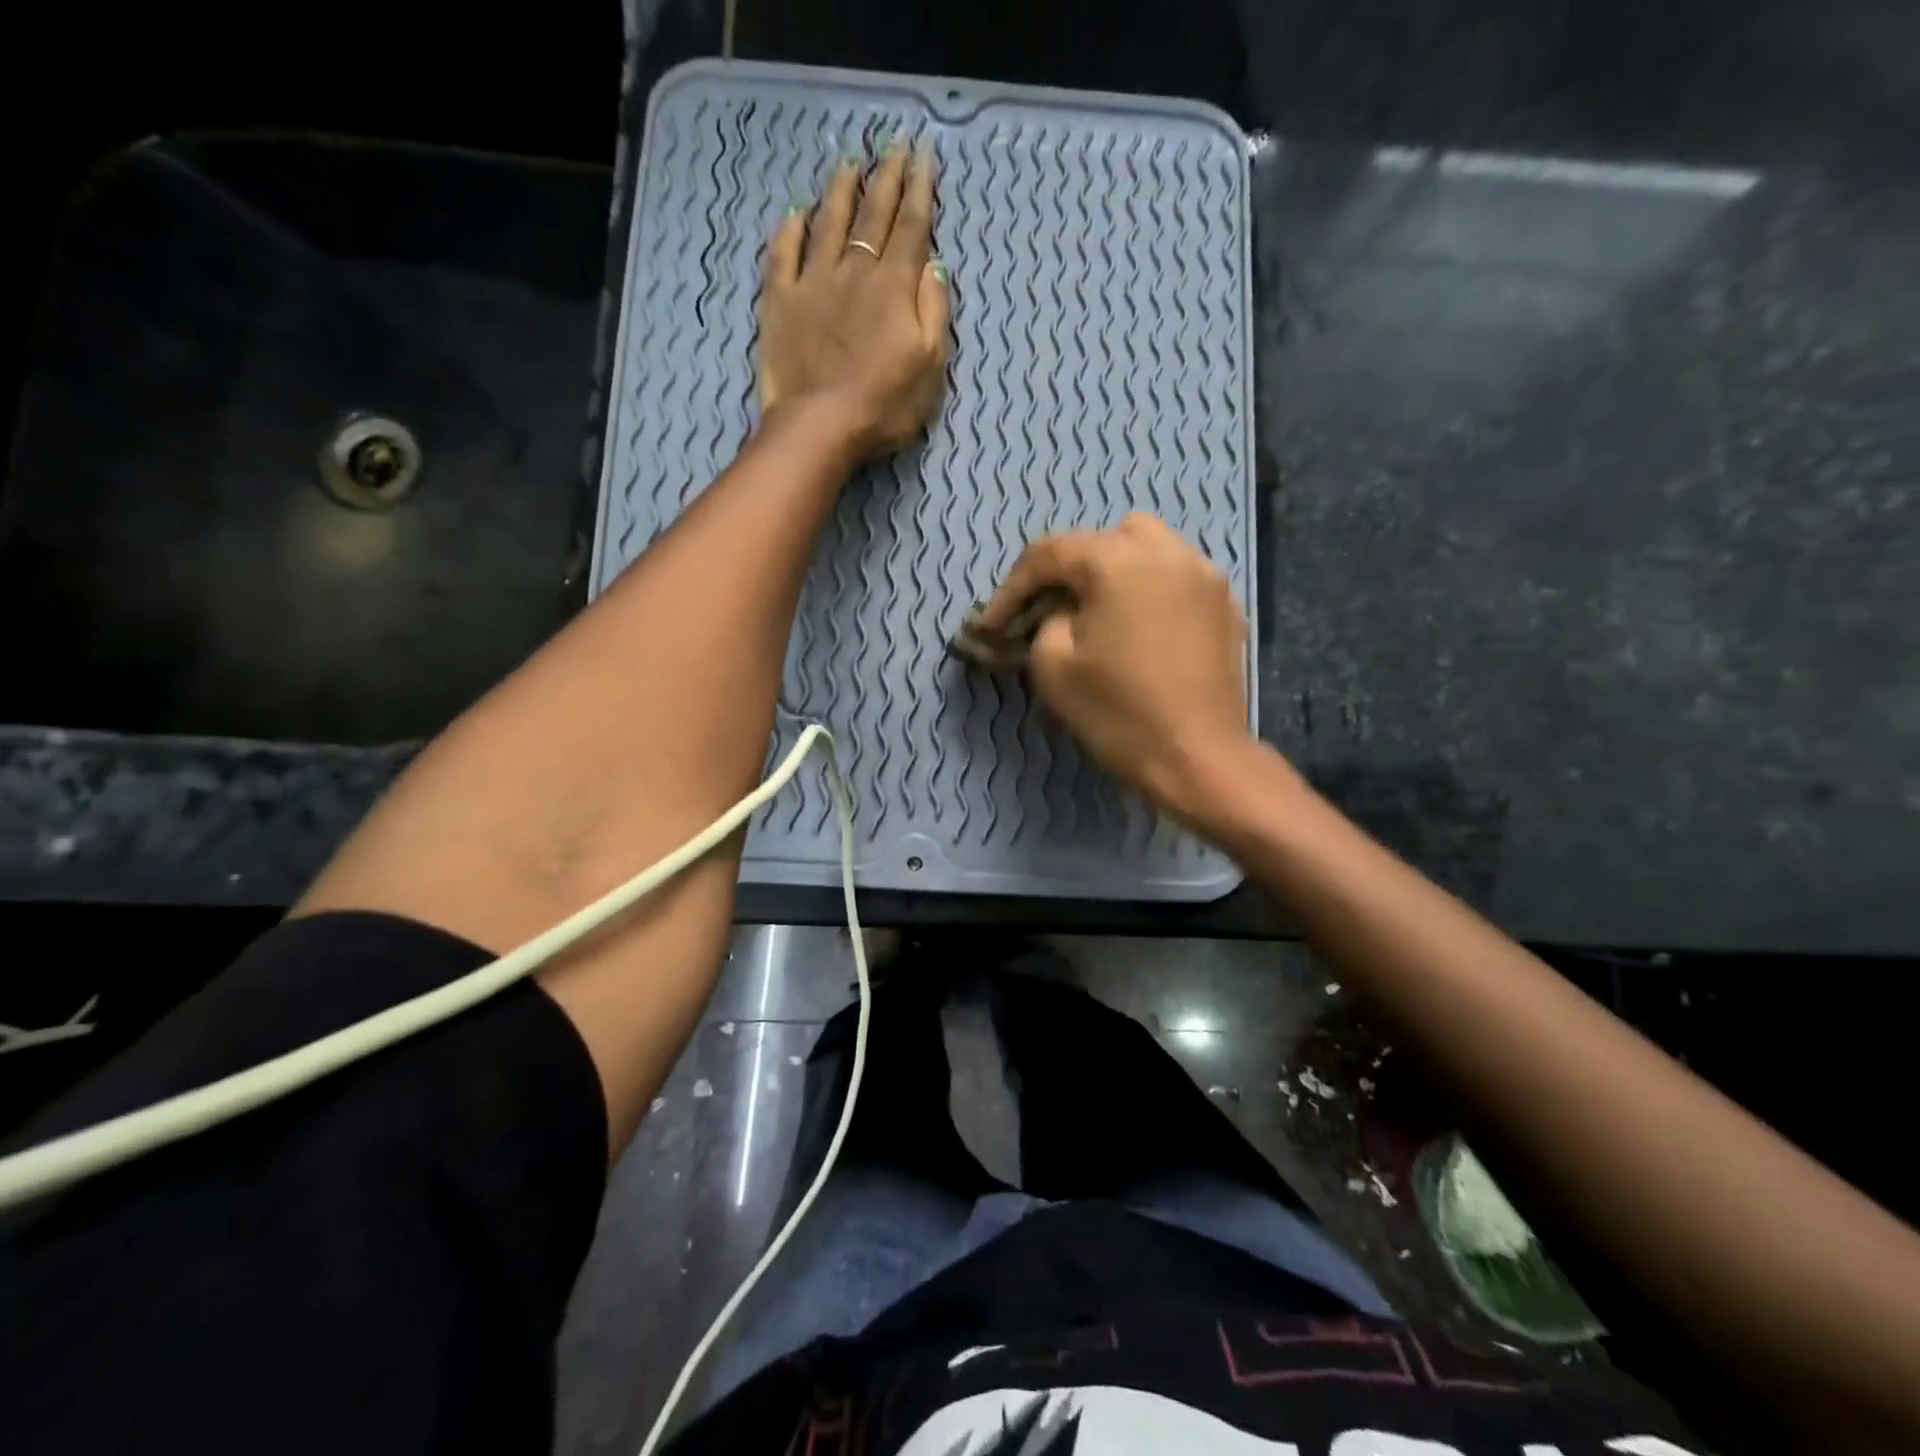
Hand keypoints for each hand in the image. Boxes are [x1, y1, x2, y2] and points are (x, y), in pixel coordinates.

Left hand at [758, 138, 950, 456]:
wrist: (820, 425)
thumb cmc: (884, 404)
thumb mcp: (930, 365)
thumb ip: (934, 311)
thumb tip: (935, 266)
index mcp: (894, 286)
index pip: (911, 227)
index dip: (920, 190)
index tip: (924, 156)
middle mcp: (855, 271)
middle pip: (872, 215)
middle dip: (886, 177)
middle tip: (893, 145)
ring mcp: (813, 282)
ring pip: (828, 223)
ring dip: (841, 191)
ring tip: (849, 163)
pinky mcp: (780, 301)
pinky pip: (784, 253)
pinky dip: (791, 230)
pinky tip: (796, 213)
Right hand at [977, 514, 1253, 821]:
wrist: (1198, 757)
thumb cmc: (1119, 713)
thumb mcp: (1053, 667)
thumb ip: (1045, 621)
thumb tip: (1061, 612)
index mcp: (1119, 560)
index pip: (1050, 554)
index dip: (1011, 588)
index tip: (991, 625)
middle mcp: (1167, 552)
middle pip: (1102, 540)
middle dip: (1067, 570)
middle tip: (1047, 609)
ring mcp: (1204, 575)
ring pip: (1146, 548)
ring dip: (1112, 570)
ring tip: (1096, 611)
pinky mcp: (1225, 605)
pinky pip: (1176, 577)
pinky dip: (1149, 589)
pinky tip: (1138, 627)